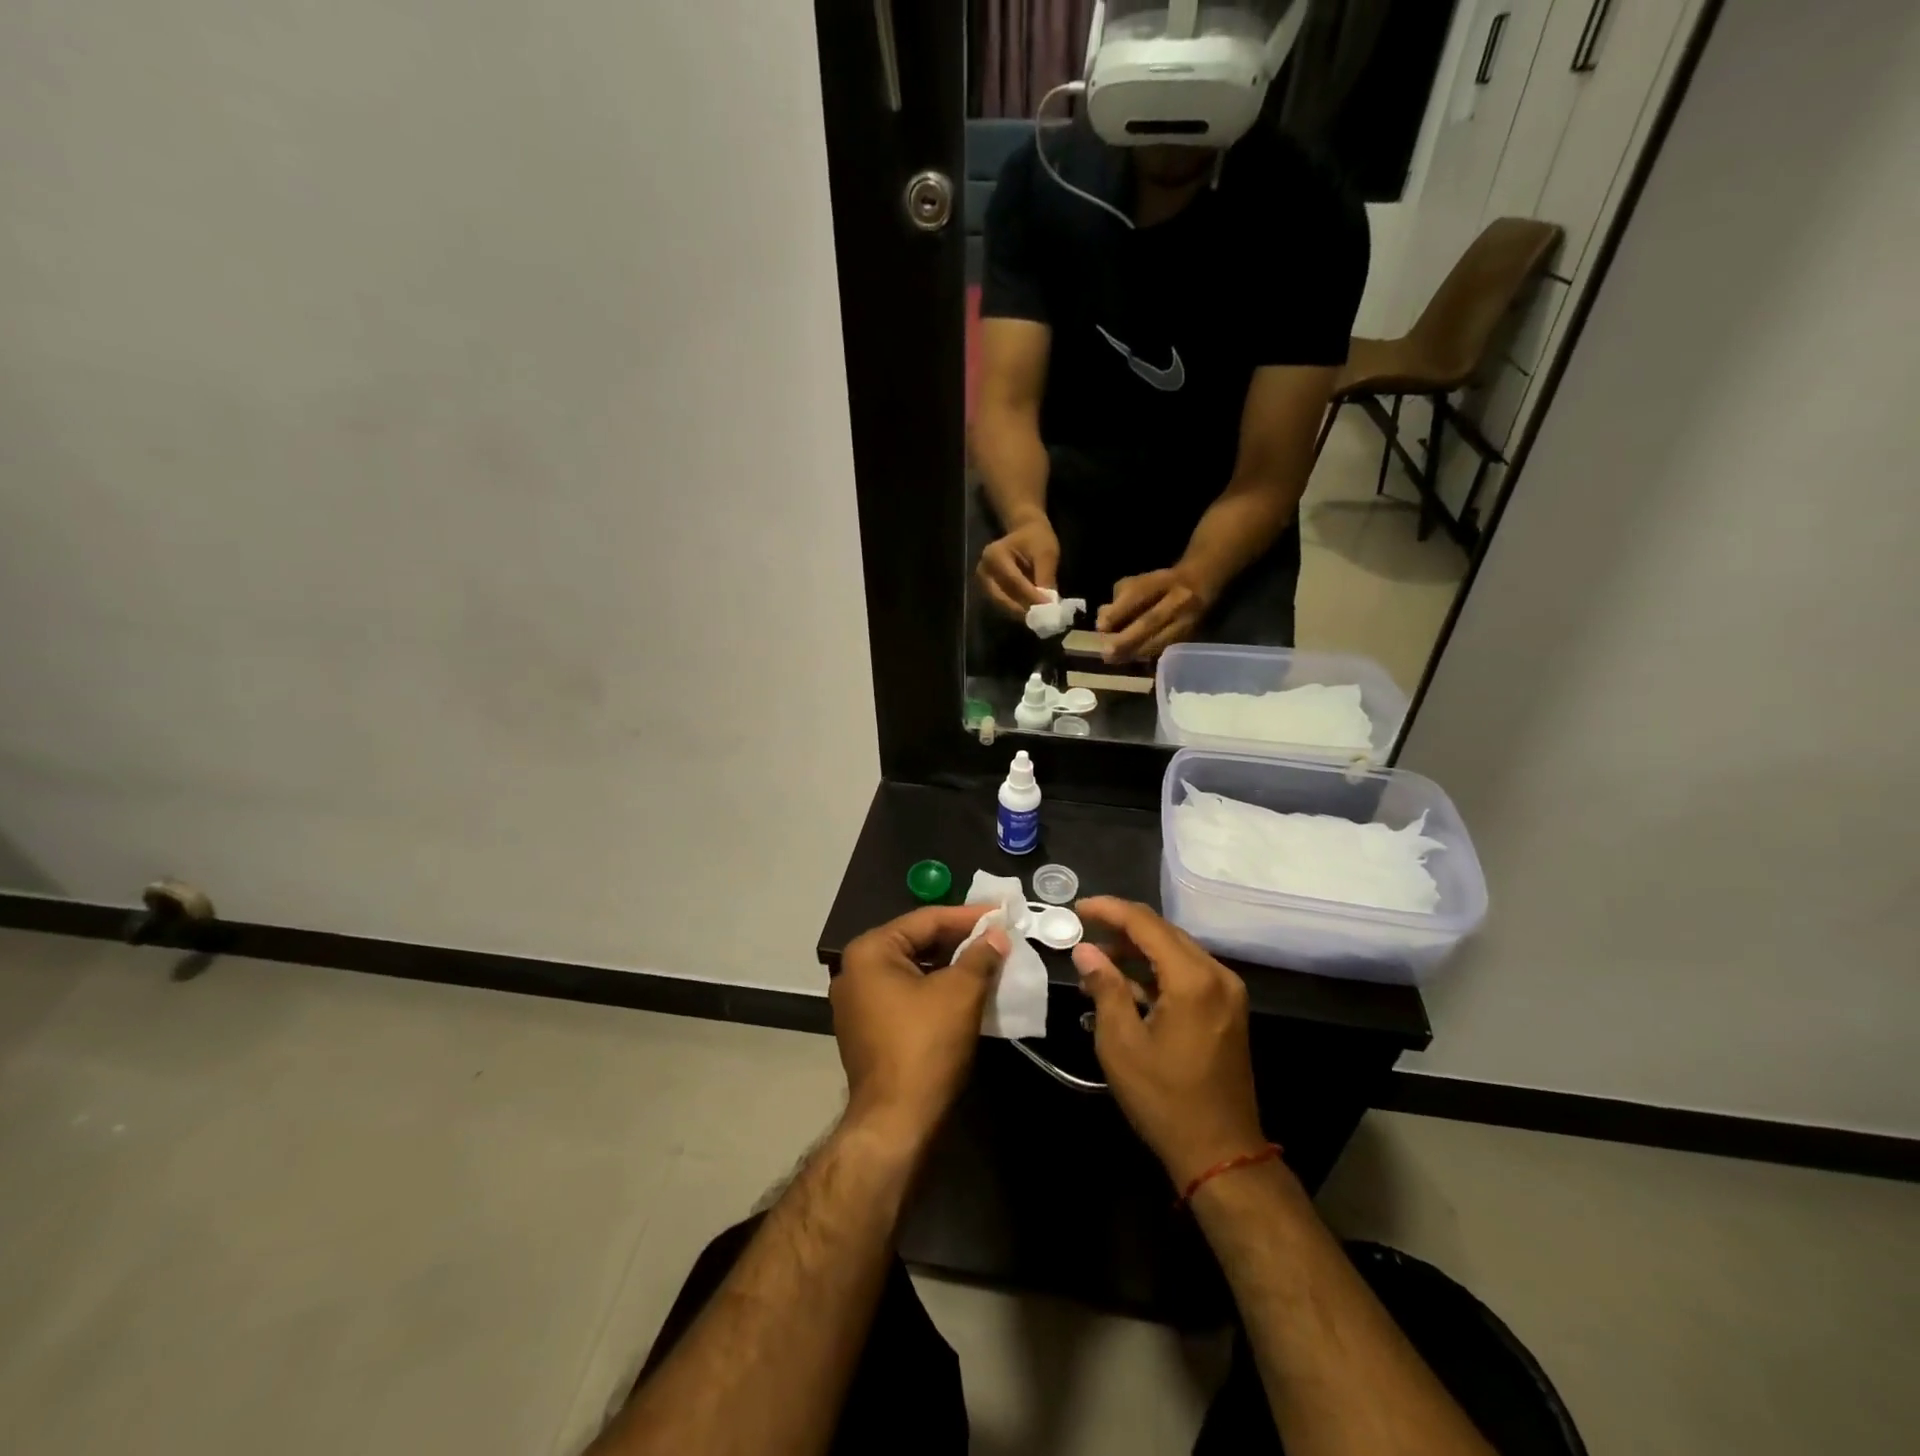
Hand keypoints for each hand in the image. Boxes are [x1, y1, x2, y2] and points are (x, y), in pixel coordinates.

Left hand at [831, 906, 1009, 1149]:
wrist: (896, 1121)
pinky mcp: (866, 1029)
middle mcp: (854, 970)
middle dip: (958, 940)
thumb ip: (980, 956)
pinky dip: (934, 988)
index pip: (925, 920)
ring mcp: (856, 1002)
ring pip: (911, 970)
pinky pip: (905, 994)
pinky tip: (964, 990)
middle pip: (915, 943)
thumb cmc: (925, 1045)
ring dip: (948, 965)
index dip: (967, 916)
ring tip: (987, 960)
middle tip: (996, 935)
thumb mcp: (960, 993)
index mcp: (869, 952)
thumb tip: (997, 935)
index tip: (1000, 912)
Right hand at [975, 518, 1060, 618]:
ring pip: (1001, 605)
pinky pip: (1001, 605)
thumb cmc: (1036, 539)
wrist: (1024, 532)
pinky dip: (1016, 611)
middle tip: (1043, 618)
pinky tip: (1031, 614)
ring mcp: (982, 582)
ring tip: (1039, 618)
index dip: (1031, 596)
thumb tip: (1048, 604)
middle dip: (1023, 609)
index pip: (1013, 581)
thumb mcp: (1046, 553)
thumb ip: (1046, 577)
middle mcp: (983, 570)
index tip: (1049, 608)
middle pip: (1002, 597)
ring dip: (1019, 613)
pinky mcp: (987, 591)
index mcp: (995, 554)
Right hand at [1071, 897, 1265, 1188]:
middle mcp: (1217, 975)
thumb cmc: (1164, 1099)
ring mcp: (1227, 992)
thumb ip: (1105, 987)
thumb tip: (1085, 950)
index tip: (1077, 908)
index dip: (1109, 910)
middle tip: (1083, 931)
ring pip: (1175, 951)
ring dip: (1137, 950)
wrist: (1220, 1153)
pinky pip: (1187, 973)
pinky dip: (1156, 971)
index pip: (1146, 923)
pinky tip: (1125, 984)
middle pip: (1164, 932)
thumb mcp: (1121, 1043)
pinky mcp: (1227, 1009)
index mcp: (1193, 979)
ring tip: (1096, 961)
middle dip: (1122, 927)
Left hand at [1095, 568, 1209, 661]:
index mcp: (1163, 581)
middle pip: (1151, 620)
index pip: (1139, 594)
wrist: (1202, 583)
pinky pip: (1166, 650)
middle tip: (1106, 653)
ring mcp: (1189, 619)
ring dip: (1135, 653)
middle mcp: (1180, 599)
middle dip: (1126, 639)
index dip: (1119, 611)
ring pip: (1160, 640)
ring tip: (1116, 660)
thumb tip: (1103, 623)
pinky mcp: (1191, 636)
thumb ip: (1119, 599)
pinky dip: (1147, 657)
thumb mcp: (1138, 582)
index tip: (1101, 626)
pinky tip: (1131, 661)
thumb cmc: (1160, 585)